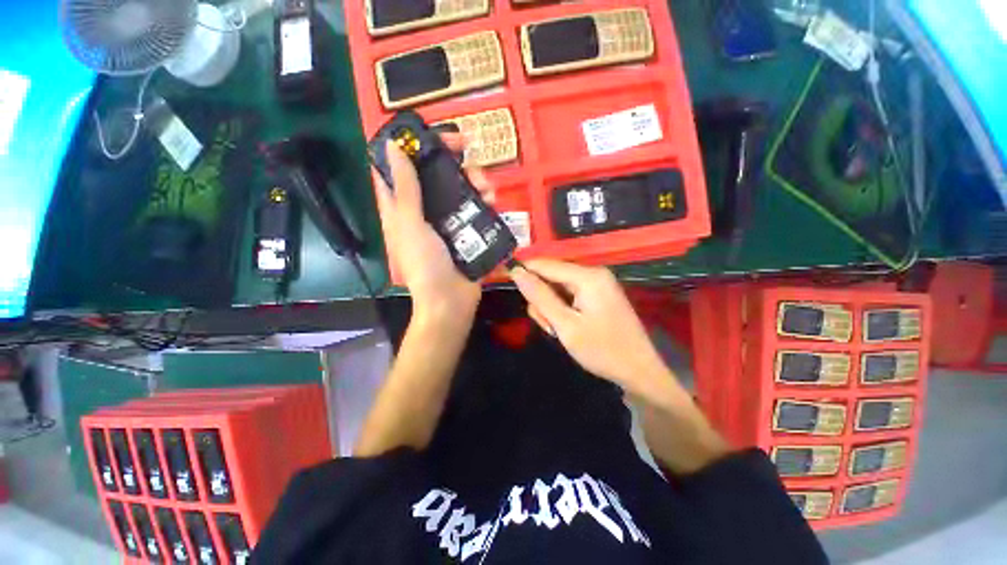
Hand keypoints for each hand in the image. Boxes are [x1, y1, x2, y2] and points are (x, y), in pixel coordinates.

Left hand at [372, 135, 495, 325]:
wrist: (450, 300)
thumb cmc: (425, 264)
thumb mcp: (411, 224)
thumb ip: (405, 188)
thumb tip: (393, 147)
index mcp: (403, 206)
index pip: (401, 167)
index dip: (414, 146)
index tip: (435, 136)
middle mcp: (425, 209)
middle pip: (437, 173)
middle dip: (454, 160)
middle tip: (469, 154)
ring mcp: (449, 220)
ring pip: (461, 188)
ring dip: (475, 180)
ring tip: (487, 187)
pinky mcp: (468, 231)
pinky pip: (477, 207)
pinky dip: (486, 201)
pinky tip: (493, 202)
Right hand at [512, 259, 677, 400]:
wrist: (639, 371)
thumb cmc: (602, 350)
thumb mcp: (565, 325)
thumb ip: (539, 296)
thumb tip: (516, 272)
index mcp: (587, 276)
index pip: (544, 264)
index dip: (523, 271)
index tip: (504, 281)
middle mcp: (593, 273)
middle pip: (551, 277)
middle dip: (542, 300)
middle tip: (549, 326)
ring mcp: (597, 284)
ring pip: (557, 288)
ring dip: (551, 309)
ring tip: (559, 331)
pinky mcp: (597, 295)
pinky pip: (569, 295)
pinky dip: (562, 310)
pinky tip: (567, 328)